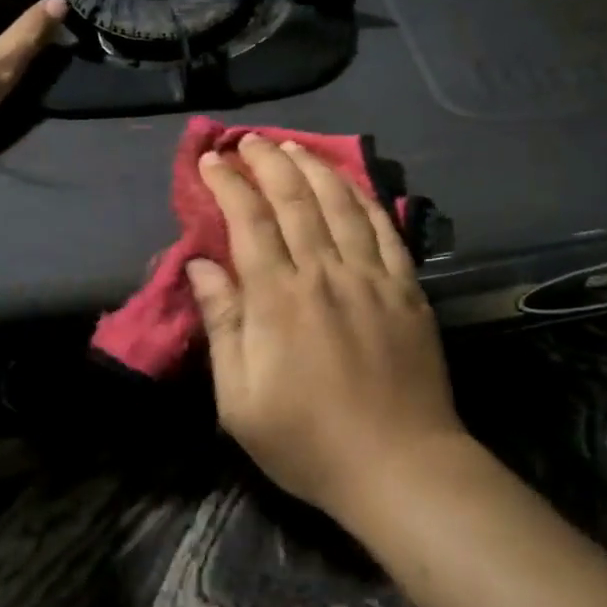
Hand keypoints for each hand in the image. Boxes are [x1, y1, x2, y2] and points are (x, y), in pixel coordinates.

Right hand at [185, 134, 466, 526]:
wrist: (399, 465)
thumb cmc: (308, 441)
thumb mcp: (240, 401)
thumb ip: (222, 325)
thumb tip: (201, 266)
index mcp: (278, 299)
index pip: (249, 220)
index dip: (228, 184)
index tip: (211, 161)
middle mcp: (325, 273)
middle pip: (294, 198)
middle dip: (268, 161)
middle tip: (249, 141)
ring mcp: (371, 276)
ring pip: (340, 202)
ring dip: (313, 167)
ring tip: (293, 145)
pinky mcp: (406, 287)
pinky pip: (383, 227)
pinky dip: (363, 196)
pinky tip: (350, 181)